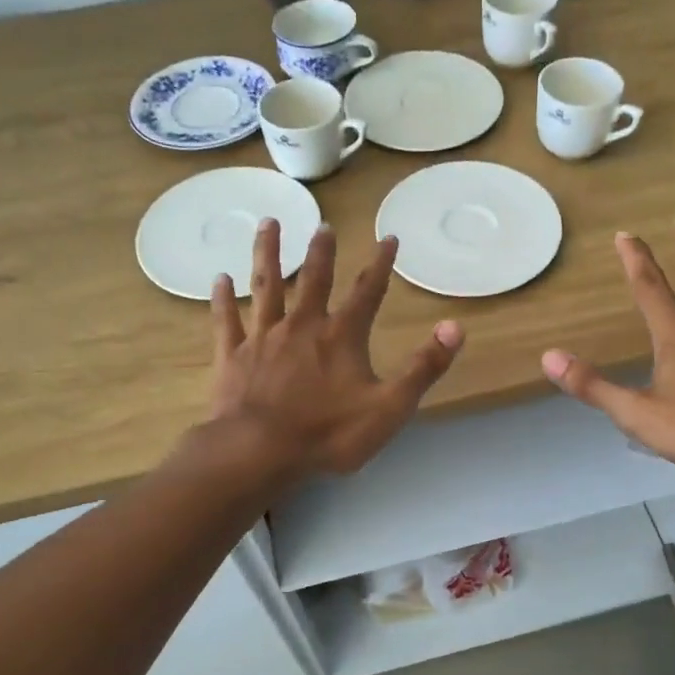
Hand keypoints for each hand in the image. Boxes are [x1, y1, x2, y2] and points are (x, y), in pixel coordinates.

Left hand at [208, 220, 463, 478]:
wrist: (259, 451)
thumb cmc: (328, 433)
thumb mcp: (390, 406)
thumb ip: (423, 367)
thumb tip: (455, 326)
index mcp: (341, 336)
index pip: (367, 292)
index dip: (380, 265)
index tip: (388, 237)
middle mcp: (302, 325)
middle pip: (313, 279)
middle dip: (321, 251)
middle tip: (323, 224)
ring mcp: (263, 337)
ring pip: (266, 286)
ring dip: (268, 253)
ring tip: (268, 223)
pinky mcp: (233, 355)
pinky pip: (227, 320)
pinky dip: (223, 299)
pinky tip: (220, 279)